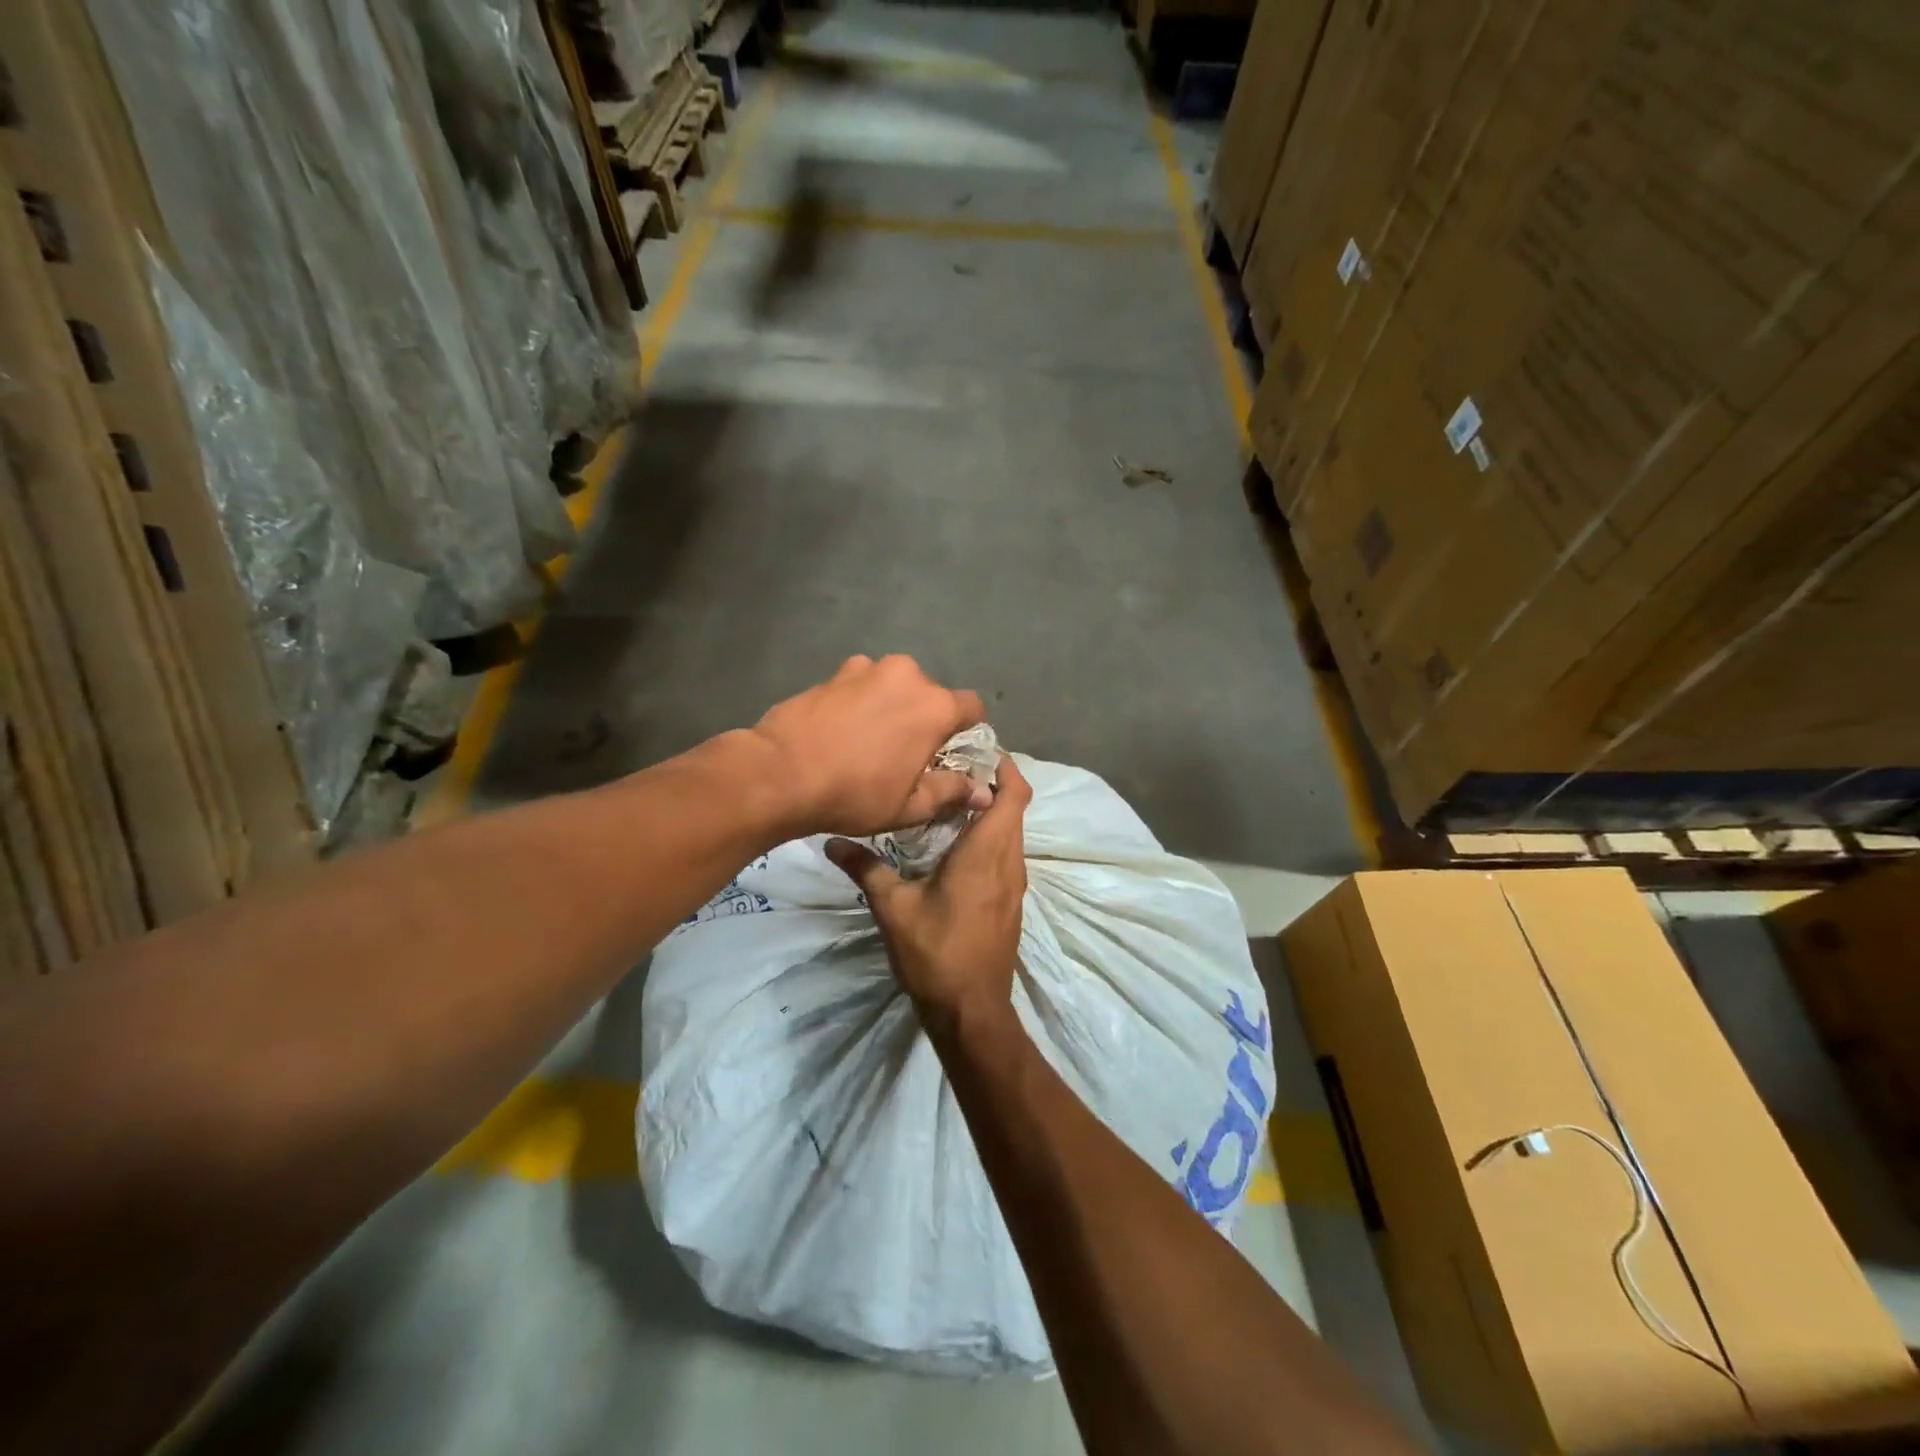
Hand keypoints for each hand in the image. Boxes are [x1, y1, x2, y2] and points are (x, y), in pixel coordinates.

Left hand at [751, 655, 989, 836]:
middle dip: (926, 718)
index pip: (973, 707)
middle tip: (907, 752)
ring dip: (892, 705)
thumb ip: (951, 792)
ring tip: (870, 739)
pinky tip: (842, 728)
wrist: (780, 773)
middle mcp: (907, 675)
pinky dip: (861, 700)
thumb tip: (983, 793)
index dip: (968, 730)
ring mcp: (867, 668)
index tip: (952, 753)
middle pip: (931, 694)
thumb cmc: (854, 794)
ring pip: (894, 686)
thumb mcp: (909, 806)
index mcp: (935, 706)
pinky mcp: (834, 672)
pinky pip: (862, 683)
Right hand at [825, 756, 1031, 1035]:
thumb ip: (865, 868)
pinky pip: (1008, 854)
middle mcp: (1009, 860)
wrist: (972, 1010)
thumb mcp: (893, 907)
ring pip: (1012, 831)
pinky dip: (991, 837)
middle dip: (992, 783)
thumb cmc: (935, 953)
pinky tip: (956, 846)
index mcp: (987, 851)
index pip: (1014, 793)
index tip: (976, 750)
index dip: (1004, 766)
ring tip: (950, 801)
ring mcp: (1015, 883)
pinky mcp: (1011, 901)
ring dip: (991, 811)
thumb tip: (832, 840)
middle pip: (1015, 807)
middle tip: (951, 769)